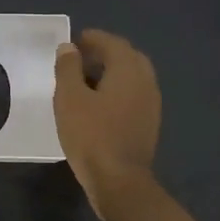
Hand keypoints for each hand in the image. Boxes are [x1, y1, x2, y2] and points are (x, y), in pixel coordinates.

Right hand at [53, 29, 160, 218]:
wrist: (119, 181)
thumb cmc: (91, 135)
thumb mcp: (70, 98)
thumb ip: (68, 68)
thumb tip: (69, 48)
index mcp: (128, 70)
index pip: (113, 43)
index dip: (93, 39)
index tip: (74, 41)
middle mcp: (145, 82)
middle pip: (127, 57)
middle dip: (105, 53)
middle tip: (80, 59)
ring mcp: (151, 104)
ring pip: (132, 77)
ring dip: (112, 72)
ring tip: (85, 81)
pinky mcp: (148, 123)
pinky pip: (133, 95)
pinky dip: (117, 90)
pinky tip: (99, 104)